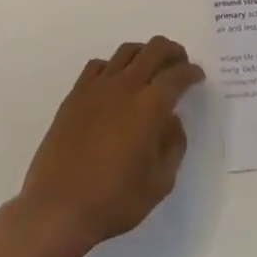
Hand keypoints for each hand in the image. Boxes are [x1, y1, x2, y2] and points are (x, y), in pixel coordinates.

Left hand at [17, 36, 204, 256]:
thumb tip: (171, 120)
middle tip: (180, 64)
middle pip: (154, 50)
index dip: (192, 73)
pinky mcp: (75, 94)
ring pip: (126, 52)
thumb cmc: (115, 200)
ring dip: (144, 53)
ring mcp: (97, 87)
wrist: (58, 207)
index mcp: (150, 106)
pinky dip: (113, 66)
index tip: (198, 77)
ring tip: (151, 67)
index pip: (177, 76)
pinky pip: (98, 65)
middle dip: (173, 52)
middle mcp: (125, 86)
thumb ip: (173, 146)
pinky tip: (115, 82)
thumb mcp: (160, 183)